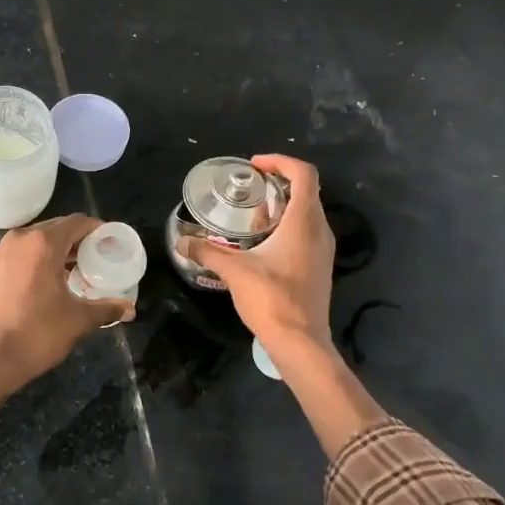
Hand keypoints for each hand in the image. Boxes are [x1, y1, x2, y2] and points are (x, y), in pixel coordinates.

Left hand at [0, 214, 133, 423]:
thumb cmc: (35, 335)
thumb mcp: (77, 321)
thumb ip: (106, 308)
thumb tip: (130, 309)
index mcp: (42, 244)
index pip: (77, 222)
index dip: (97, 229)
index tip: (110, 243)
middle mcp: (18, 241)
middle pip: (54, 229)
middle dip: (76, 241)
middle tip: (94, 259)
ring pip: (33, 243)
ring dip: (54, 252)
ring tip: (71, 273)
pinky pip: (16, 258)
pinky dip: (33, 263)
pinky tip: (42, 286)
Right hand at [179, 155, 333, 358]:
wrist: (300, 343)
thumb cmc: (271, 300)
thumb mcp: (234, 271)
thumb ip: (207, 252)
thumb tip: (181, 241)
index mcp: (304, 222)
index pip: (304, 174)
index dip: (280, 161)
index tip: (254, 166)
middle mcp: (319, 230)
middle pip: (306, 190)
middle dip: (278, 182)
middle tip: (249, 187)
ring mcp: (322, 250)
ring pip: (307, 212)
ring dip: (282, 205)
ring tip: (252, 213)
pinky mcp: (319, 266)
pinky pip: (306, 232)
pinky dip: (287, 225)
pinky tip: (262, 242)